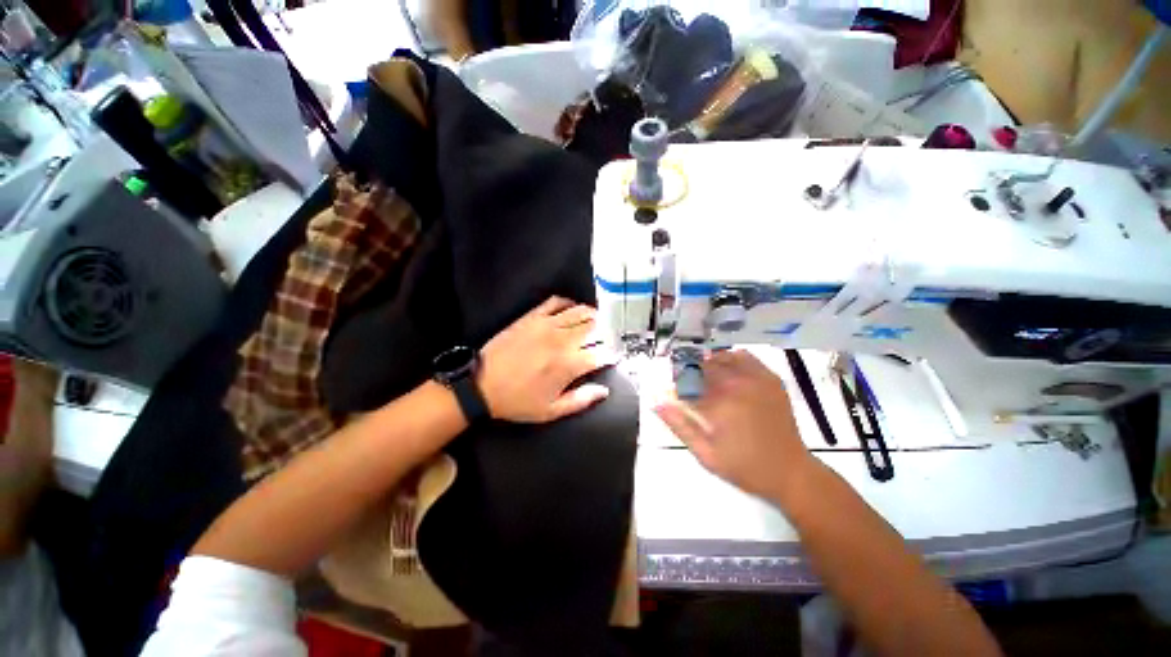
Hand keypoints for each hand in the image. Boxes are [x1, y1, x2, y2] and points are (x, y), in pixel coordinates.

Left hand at [478, 297, 616, 422]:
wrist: (482, 385)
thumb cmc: (518, 401)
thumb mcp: (550, 411)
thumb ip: (581, 400)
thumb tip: (604, 391)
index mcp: (569, 365)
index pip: (601, 354)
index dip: (611, 355)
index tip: (613, 357)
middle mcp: (562, 341)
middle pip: (595, 328)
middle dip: (606, 332)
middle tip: (608, 337)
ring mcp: (547, 325)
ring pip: (580, 312)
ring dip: (593, 315)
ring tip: (597, 321)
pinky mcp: (532, 317)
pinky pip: (556, 302)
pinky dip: (569, 303)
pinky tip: (572, 310)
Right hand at [654, 350, 811, 498]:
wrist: (791, 473)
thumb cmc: (745, 467)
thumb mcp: (706, 454)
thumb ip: (680, 426)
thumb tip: (657, 403)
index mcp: (719, 404)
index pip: (687, 382)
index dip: (678, 386)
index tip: (676, 394)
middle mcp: (737, 385)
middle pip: (704, 366)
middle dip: (692, 374)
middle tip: (692, 389)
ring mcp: (756, 379)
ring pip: (723, 357)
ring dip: (710, 364)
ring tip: (708, 379)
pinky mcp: (771, 380)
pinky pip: (746, 357)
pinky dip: (733, 359)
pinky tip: (729, 373)